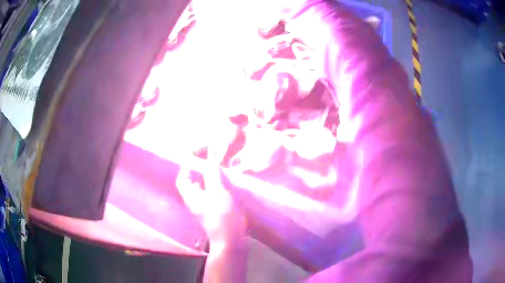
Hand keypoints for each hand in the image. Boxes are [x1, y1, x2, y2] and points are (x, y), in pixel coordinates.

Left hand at [176, 162, 246, 245]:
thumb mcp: (218, 194)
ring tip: (217, 169)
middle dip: (196, 171)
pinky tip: (225, 185)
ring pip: (201, 189)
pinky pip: (211, 195)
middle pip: (191, 184)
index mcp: (192, 197)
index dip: (186, 167)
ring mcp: (204, 209)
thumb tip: (209, 161)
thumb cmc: (223, 218)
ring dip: (206, 178)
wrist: (231, 242)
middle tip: (207, 161)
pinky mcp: (214, 213)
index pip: (183, 179)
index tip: (194, 156)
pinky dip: (215, 187)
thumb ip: (212, 177)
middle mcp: (195, 202)